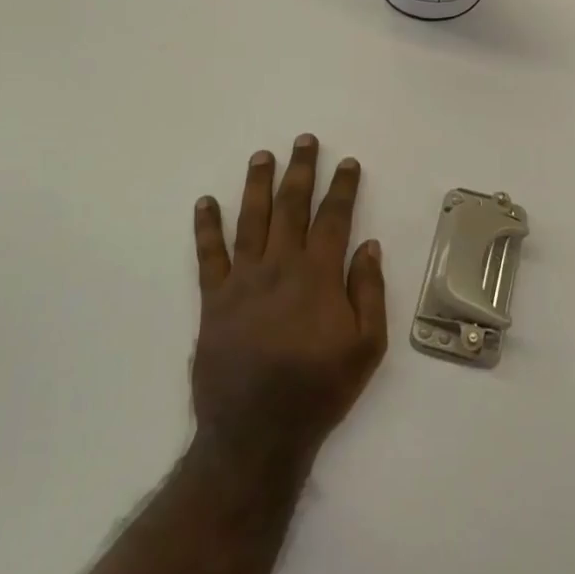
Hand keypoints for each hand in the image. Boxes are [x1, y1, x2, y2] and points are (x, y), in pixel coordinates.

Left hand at [190, 136, 386, 473]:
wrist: (256, 432)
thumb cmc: (319, 390)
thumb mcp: (366, 347)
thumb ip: (369, 293)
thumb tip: (369, 246)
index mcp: (318, 277)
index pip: (333, 218)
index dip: (342, 187)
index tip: (348, 162)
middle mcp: (279, 267)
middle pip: (291, 207)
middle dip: (300, 170)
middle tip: (304, 141)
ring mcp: (242, 281)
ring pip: (251, 220)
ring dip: (257, 184)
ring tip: (262, 156)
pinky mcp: (213, 300)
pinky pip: (208, 255)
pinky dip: (206, 227)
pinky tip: (206, 202)